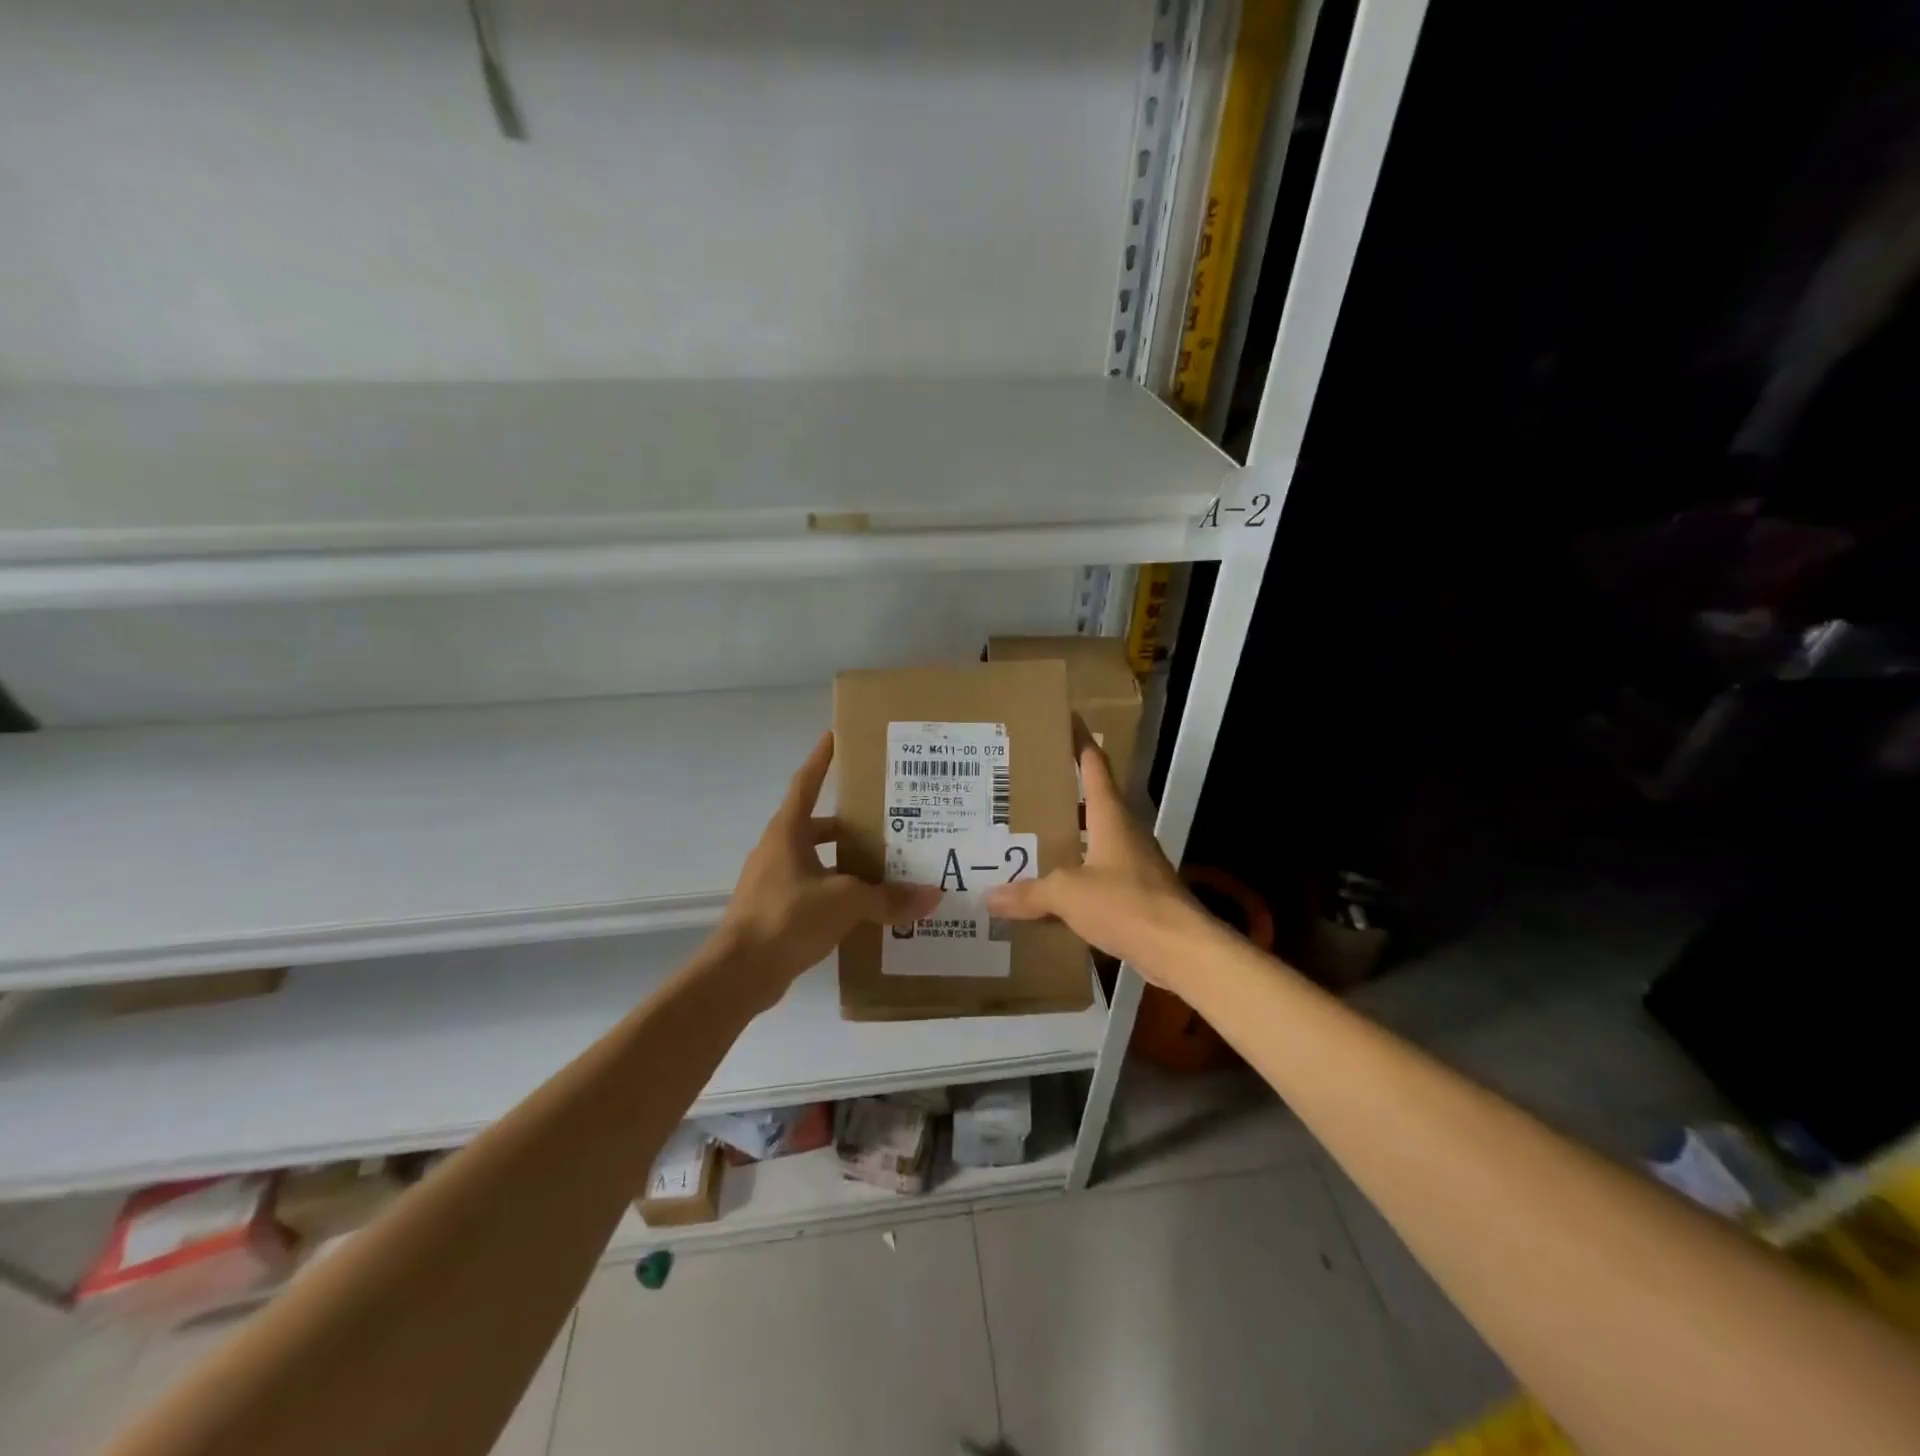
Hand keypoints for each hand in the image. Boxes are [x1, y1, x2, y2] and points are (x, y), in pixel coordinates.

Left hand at [709, 733, 939, 1007]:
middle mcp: (778, 849)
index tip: (835, 736)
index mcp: (788, 832)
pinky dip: (837, 892)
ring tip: (885, 868)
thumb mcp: (845, 903)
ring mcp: (773, 881)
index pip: (806, 783)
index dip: (821, 759)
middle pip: (817, 825)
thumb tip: (932, 896)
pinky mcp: (775, 910)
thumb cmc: (787, 918)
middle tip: (887, 822)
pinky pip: (813, 890)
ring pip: (817, 860)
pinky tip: (865, 908)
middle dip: (850, 823)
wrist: (738, 974)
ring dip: (846, 862)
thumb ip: (888, 898)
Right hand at [983, 734, 1207, 981]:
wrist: (1179, 948)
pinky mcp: (1136, 892)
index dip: (1080, 742)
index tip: (1066, 720)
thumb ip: (1029, 893)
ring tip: (1028, 836)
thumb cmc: (1126, 903)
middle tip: (1024, 786)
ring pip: (1093, 839)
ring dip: (1067, 835)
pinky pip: (1098, 873)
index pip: (1095, 766)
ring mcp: (1133, 862)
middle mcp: (1124, 831)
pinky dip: (1075, 873)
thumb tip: (988, 897)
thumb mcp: (1068, 894)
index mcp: (1110, 816)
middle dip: (1063, 792)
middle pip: (1092, 801)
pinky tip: (1051, 887)